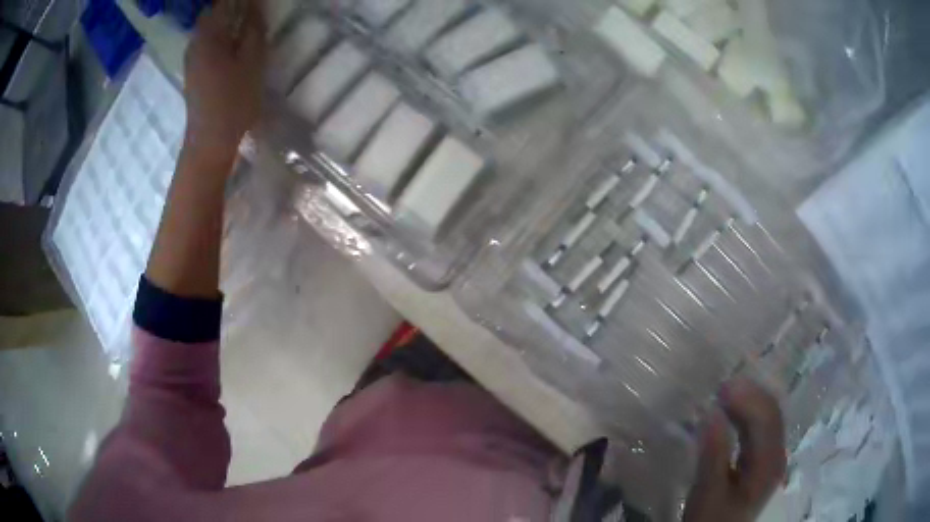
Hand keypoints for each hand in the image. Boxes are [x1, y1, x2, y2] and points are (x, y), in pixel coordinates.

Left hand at [184, 0, 266, 155]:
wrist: (209, 141)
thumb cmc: (234, 100)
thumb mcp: (253, 61)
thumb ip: (254, 29)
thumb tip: (255, 6)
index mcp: (208, 36)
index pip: (223, 3)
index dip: (239, 1)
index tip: (254, 4)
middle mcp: (195, 43)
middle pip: (212, 13)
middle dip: (230, 8)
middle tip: (251, 14)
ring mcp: (191, 59)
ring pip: (208, 28)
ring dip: (225, 22)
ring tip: (245, 25)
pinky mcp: (193, 72)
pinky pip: (206, 43)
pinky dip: (220, 36)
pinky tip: (233, 45)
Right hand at [684, 379, 786, 521]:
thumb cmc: (711, 519)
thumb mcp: (708, 491)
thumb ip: (713, 454)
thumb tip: (711, 413)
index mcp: (769, 464)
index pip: (767, 419)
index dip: (748, 398)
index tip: (721, 388)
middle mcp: (776, 455)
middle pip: (771, 414)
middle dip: (749, 395)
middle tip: (721, 387)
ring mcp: (770, 457)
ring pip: (766, 418)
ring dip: (748, 403)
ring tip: (723, 395)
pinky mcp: (760, 460)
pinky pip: (759, 428)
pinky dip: (745, 416)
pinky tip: (730, 413)